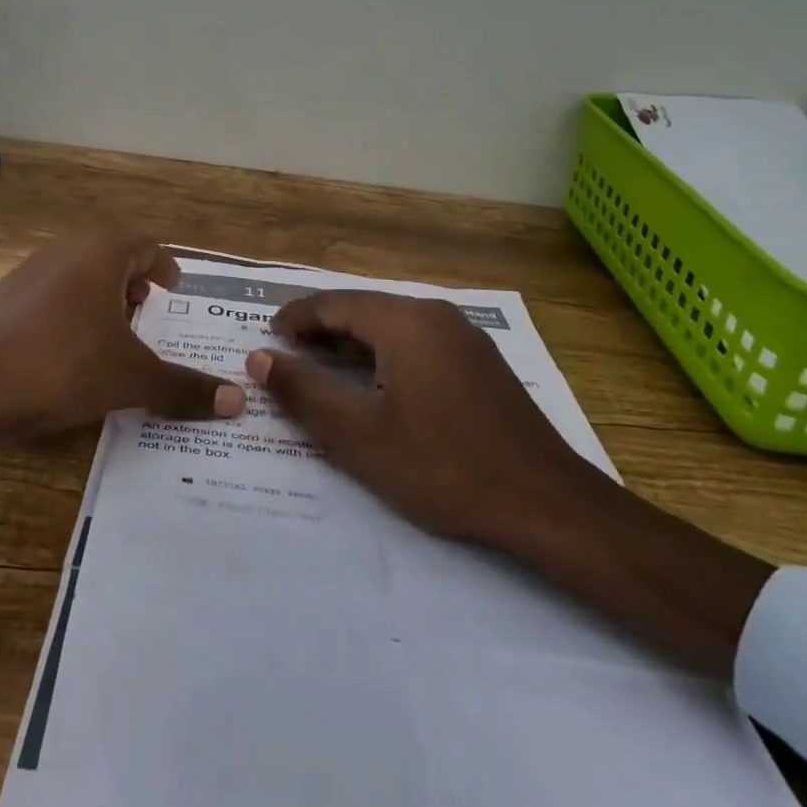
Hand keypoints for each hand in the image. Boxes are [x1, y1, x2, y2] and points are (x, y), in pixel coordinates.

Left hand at [0, 232, 243, 508]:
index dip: (166, 269)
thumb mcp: (130, 379)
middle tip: (150, 318)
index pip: (148, 246)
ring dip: (103, 300)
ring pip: (80, 275)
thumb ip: (184, 388)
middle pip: (113, 257)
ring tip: (114, 339)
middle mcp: (65, 249)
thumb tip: (237, 401)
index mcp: (101, 252)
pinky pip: (52, 295)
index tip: (175, 293)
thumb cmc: (61, 367)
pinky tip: (70, 354)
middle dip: (135, 286)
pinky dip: (72, 313)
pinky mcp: (3, 298)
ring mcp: (28, 271)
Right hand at [247, 291, 773, 678]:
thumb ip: (304, 392)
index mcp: (404, 321)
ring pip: (393, 325)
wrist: (546, 502)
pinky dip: (385, 353)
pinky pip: (418, 341)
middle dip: (322, 328)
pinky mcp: (480, 361)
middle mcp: (435, 315)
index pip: (334, 304)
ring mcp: (464, 336)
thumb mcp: (360, 436)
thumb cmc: (443, 467)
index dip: (296, 317)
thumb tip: (260, 358)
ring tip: (322, 365)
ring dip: (353, 341)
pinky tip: (377, 382)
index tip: (267, 336)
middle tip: (287, 352)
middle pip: (364, 309)